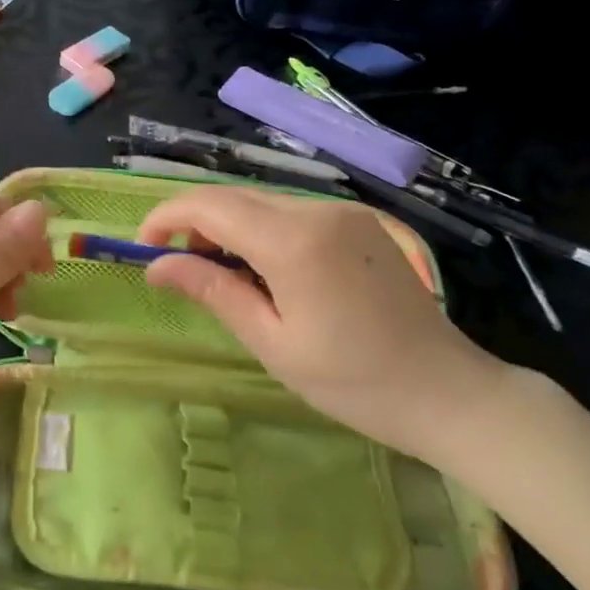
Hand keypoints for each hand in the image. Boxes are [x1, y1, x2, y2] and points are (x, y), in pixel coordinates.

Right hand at [136, 186, 525, 464]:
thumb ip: (212, 291)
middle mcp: (318, 210)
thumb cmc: (352, 381)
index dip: (167, 217)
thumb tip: (157, 266)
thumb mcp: (272, 342)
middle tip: (182, 270)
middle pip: (236, 198)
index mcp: (294, 241)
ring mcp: (343, 212)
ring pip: (263, 204)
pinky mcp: (359, 223)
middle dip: (197, 224)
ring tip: (226, 279)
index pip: (211, 205)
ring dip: (230, 229)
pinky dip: (264, 233)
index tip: (143, 246)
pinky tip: (268, 273)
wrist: (446, 390)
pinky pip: (293, 214)